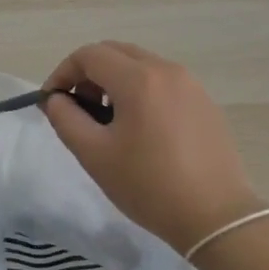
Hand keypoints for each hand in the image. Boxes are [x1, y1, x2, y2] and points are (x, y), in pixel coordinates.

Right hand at [42, 41, 264, 250]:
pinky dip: (140, 90)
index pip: (89, 55)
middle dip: (88, 73)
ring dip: (114, 81)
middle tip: (77, 107)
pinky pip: (162, 81)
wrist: (216, 217)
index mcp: (138, 79)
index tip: (52, 101)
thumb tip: (56, 99)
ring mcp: (190, 85)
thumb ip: (65, 118)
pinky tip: (139, 129)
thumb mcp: (94, 154)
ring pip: (140, 64)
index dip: (63, 73)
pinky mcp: (204, 102)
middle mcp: (166, 70)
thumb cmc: (148, 185)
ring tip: (107, 120)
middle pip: (115, 52)